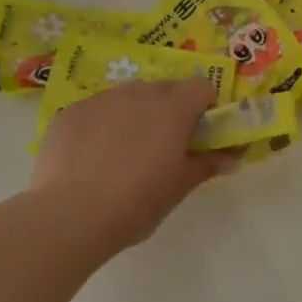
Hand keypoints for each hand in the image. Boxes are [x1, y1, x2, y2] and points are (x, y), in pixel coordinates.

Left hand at [30, 78, 227, 254]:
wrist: (71, 214)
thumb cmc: (137, 201)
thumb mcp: (179, 187)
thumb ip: (207, 165)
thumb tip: (232, 158)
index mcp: (172, 108)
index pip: (201, 87)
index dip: (204, 106)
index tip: (198, 133)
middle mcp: (138, 93)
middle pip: (164, 89)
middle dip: (170, 110)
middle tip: (163, 146)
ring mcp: (100, 100)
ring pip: (127, 97)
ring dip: (134, 115)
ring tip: (123, 153)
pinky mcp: (69, 113)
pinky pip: (96, 110)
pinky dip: (101, 125)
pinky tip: (92, 158)